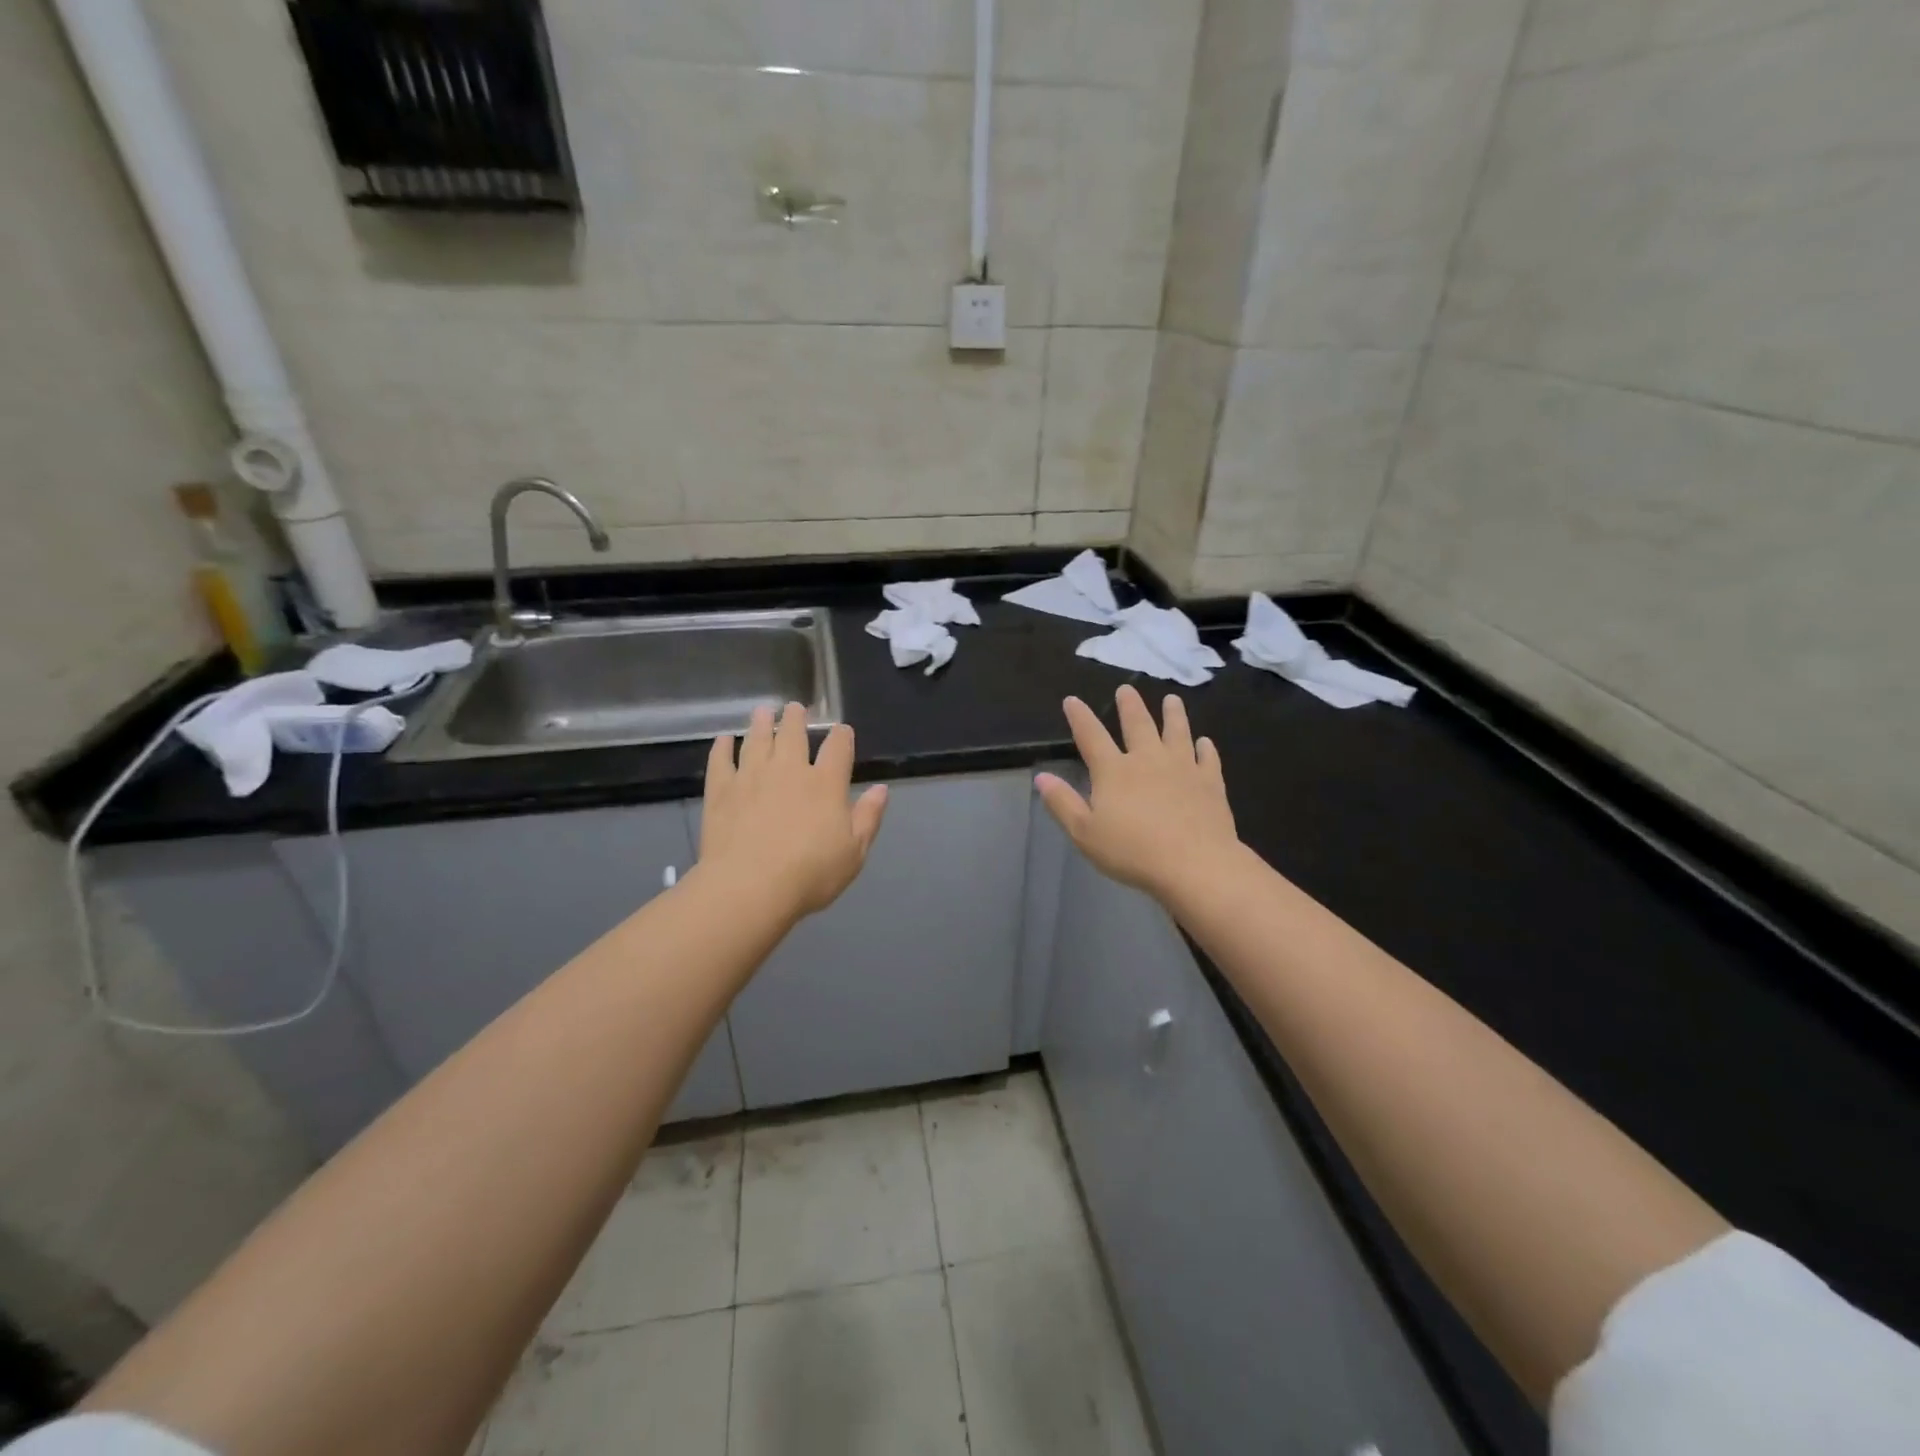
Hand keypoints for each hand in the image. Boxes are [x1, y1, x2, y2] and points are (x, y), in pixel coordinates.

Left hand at [699, 703, 888, 917]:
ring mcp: (752, 776)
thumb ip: (868, 817)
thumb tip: (881, 789)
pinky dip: (722, 748)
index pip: (838, 748)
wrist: (750, 887)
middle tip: (794, 707)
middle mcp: (789, 770)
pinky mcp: (722, 790)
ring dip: (761, 724)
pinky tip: (724, 740)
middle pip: (793, 735)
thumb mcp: (854, 852)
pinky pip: (721, 761)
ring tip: (762, 712)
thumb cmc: (811, 873)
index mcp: (826, 783)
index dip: (842, 736)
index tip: (842, 730)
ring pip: (757, 740)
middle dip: (796, 719)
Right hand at [1036, 685, 1239, 901]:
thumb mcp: (1085, 832)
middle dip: (1129, 706)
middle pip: (1138, 725)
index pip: (1091, 736)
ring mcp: (1183, 768)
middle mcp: (1148, 760)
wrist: (1195, 864)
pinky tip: (1205, 742)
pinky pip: (1207, 759)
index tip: (1072, 700)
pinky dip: (1205, 748)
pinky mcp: (1210, 783)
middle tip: (1127, 689)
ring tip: (1172, 700)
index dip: (1080, 717)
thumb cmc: (1132, 851)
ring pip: (1177, 732)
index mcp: (1114, 771)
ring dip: (1173, 714)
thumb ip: (1062, 803)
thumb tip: (1041, 777)